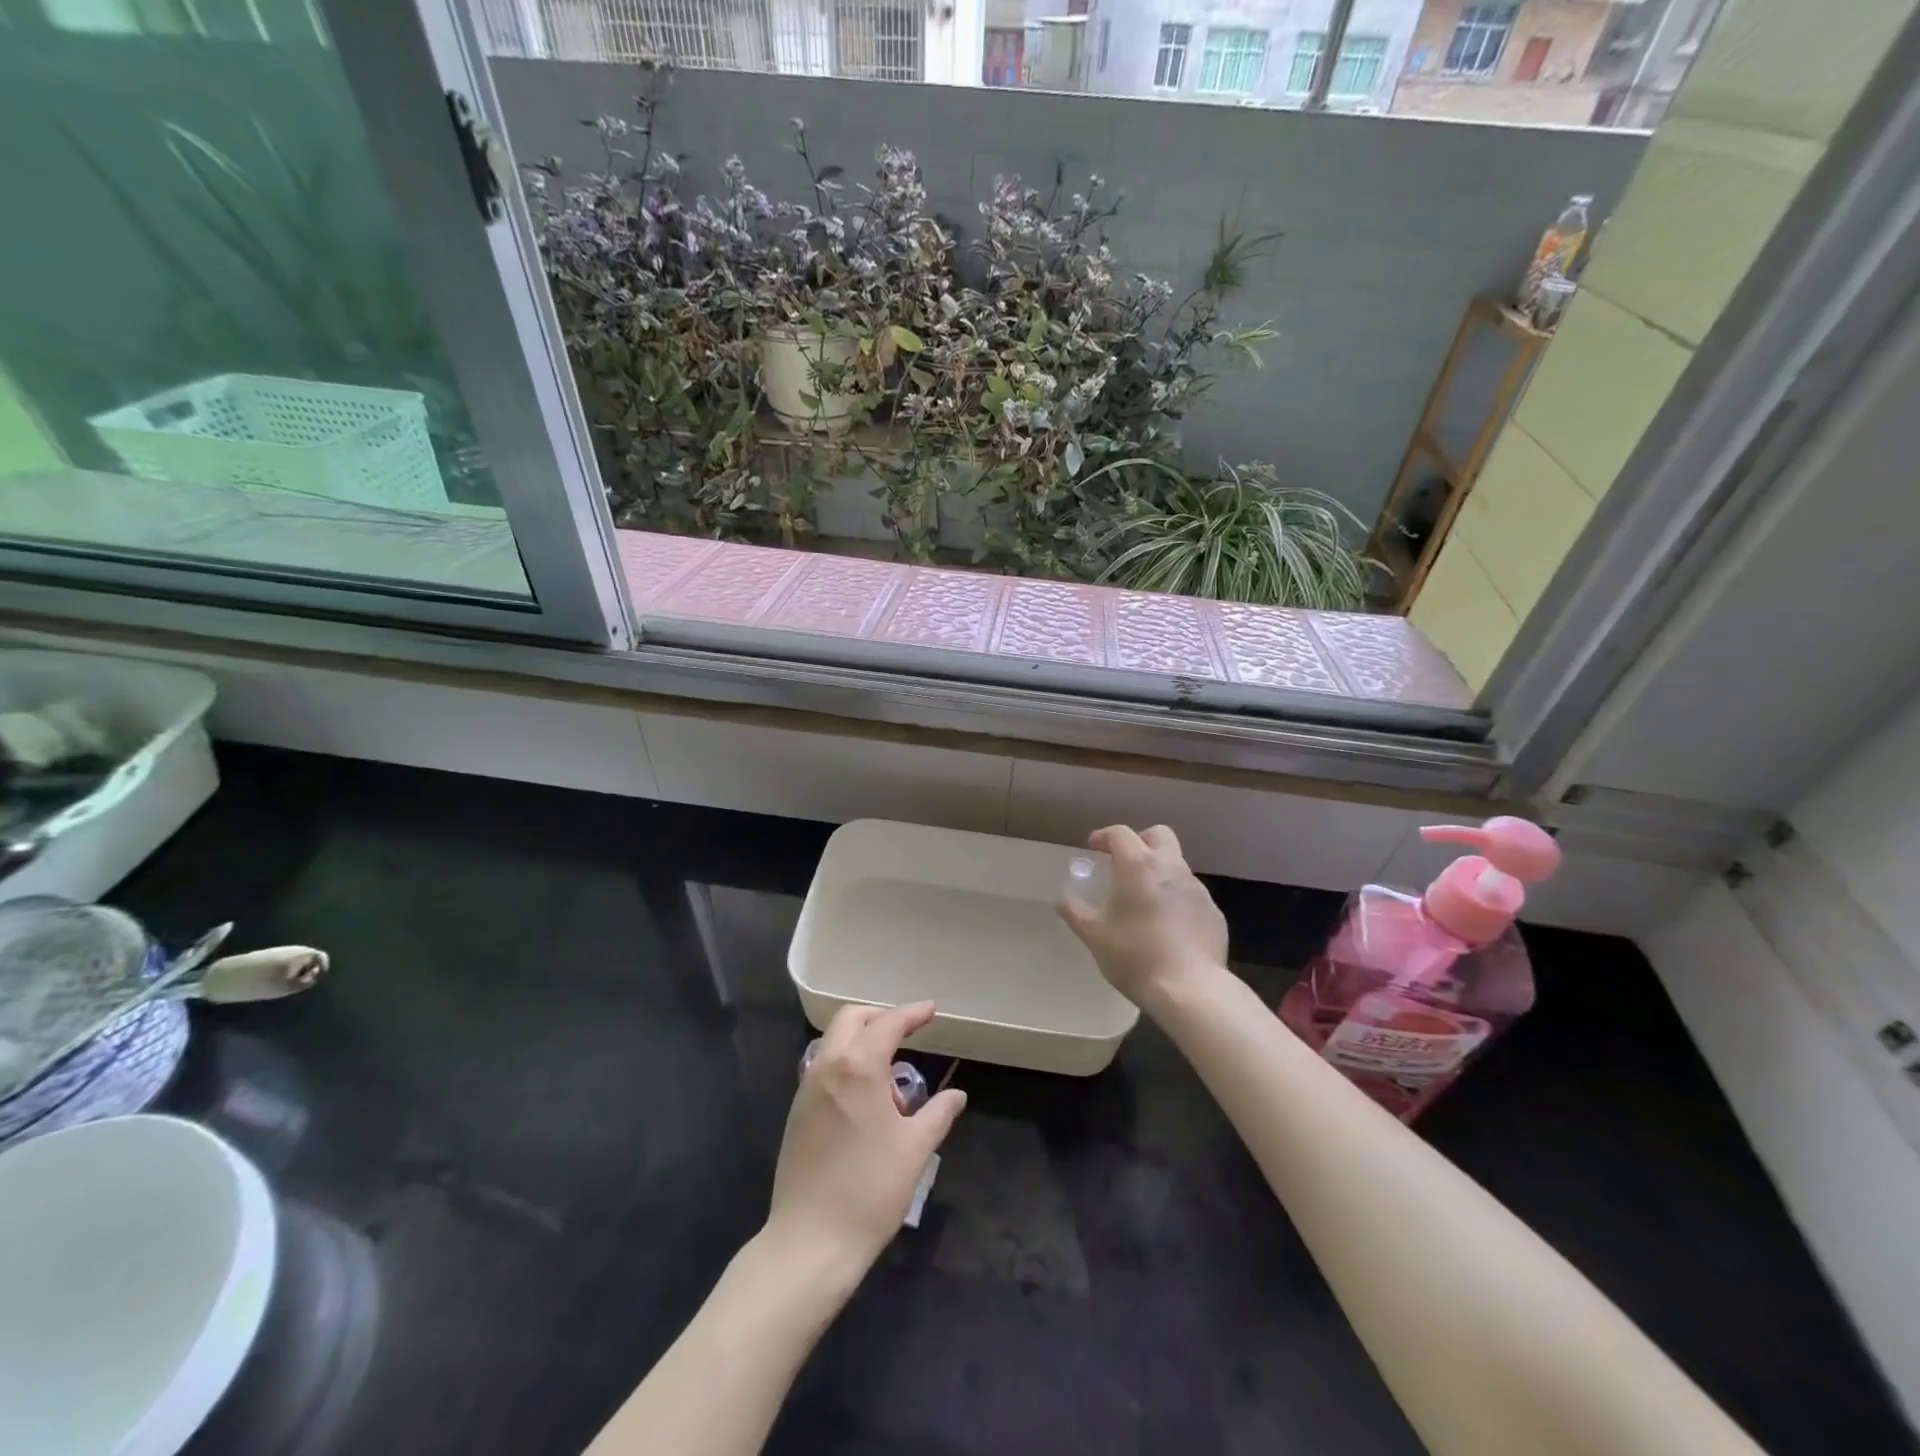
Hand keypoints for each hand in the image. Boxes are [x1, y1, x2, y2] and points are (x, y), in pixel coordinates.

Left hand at [767, 1002, 966, 1276]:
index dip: (911, 1014)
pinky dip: (847, 1064)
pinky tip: (866, 1100)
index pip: (888, 1023)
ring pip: (833, 1043)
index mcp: (858, 1067)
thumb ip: (938, 1113)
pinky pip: (824, 1069)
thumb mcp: (915, 1149)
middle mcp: (827, 1067)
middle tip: (908, 1032)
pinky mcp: (796, 1114)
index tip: (931, 1011)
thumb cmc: (870, 1191)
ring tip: (891, 1078)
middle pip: (850, 1019)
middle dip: (880, 1017)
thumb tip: (957, 1094)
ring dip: (861, 1042)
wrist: (810, 1243)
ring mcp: (807, 1090)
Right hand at [1057, 825, 1228, 1008]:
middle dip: (1140, 841)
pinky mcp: (1214, 914)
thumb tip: (1063, 899)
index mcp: (1140, 867)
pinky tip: (1167, 927)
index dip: (1104, 836)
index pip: (1121, 834)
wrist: (1191, 991)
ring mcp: (1198, 890)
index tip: (1093, 848)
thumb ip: (1076, 912)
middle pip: (1159, 835)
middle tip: (1124, 863)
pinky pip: (1191, 895)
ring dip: (1159, 873)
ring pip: (1177, 865)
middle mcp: (1172, 869)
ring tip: (1144, 901)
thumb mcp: (1095, 936)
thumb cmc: (1136, 956)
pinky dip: (1176, 900)